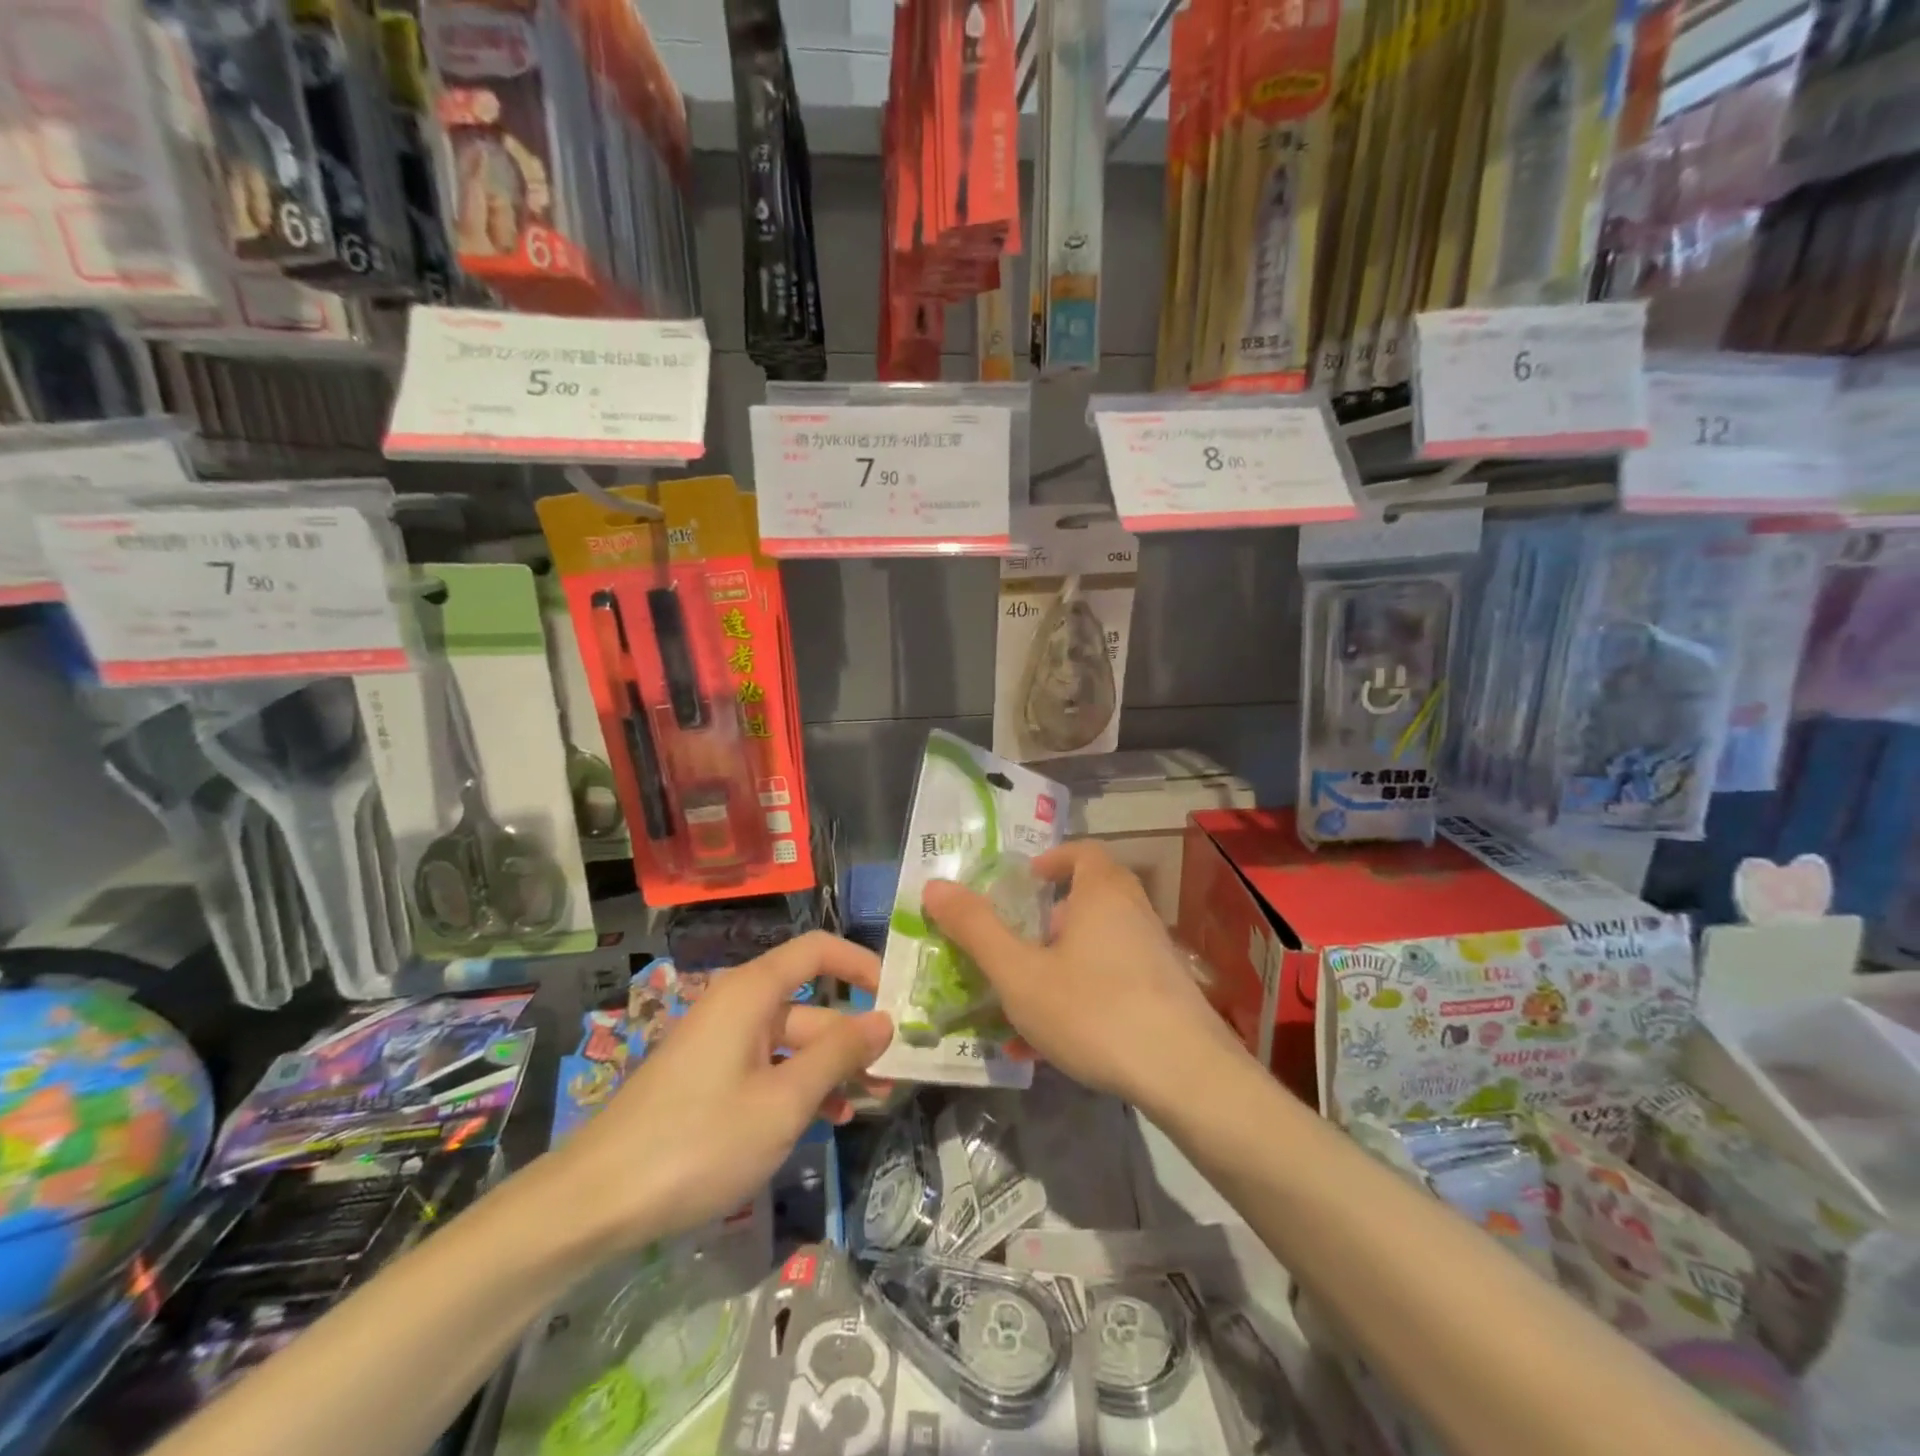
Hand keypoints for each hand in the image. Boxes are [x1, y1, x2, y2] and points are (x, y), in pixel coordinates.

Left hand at [549, 932, 893, 1248]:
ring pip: (791, 1043)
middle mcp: (737, 1007)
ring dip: (831, 1068)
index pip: (817, 951)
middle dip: (853, 1037)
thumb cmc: (700, 1140)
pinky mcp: (709, 1081)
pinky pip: (767, 1069)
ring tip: (871, 1102)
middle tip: (894, 1074)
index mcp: (752, 993)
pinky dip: (798, 1087)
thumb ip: (838, 1055)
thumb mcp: (784, 1100)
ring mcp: (721, 1046)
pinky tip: (826, 1120)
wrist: (596, 1202)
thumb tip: (883, 1020)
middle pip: (810, 1005)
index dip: (860, 964)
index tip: (897, 995)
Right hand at [922, 842, 1245, 1110]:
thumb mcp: (1020, 974)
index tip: (1023, 887)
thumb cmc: (1094, 1010)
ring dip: (1060, 965)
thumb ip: (976, 929)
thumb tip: (935, 886)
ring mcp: (1155, 954)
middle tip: (1017, 946)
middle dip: (1047, 920)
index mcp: (1102, 892)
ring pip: (1098, 946)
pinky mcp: (1167, 993)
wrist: (1187, 1076)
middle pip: (1088, 898)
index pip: (1080, 852)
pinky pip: (1114, 981)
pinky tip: (1059, 1045)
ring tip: (1025, 1004)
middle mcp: (1134, 912)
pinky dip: (1083, 996)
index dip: (1050, 862)